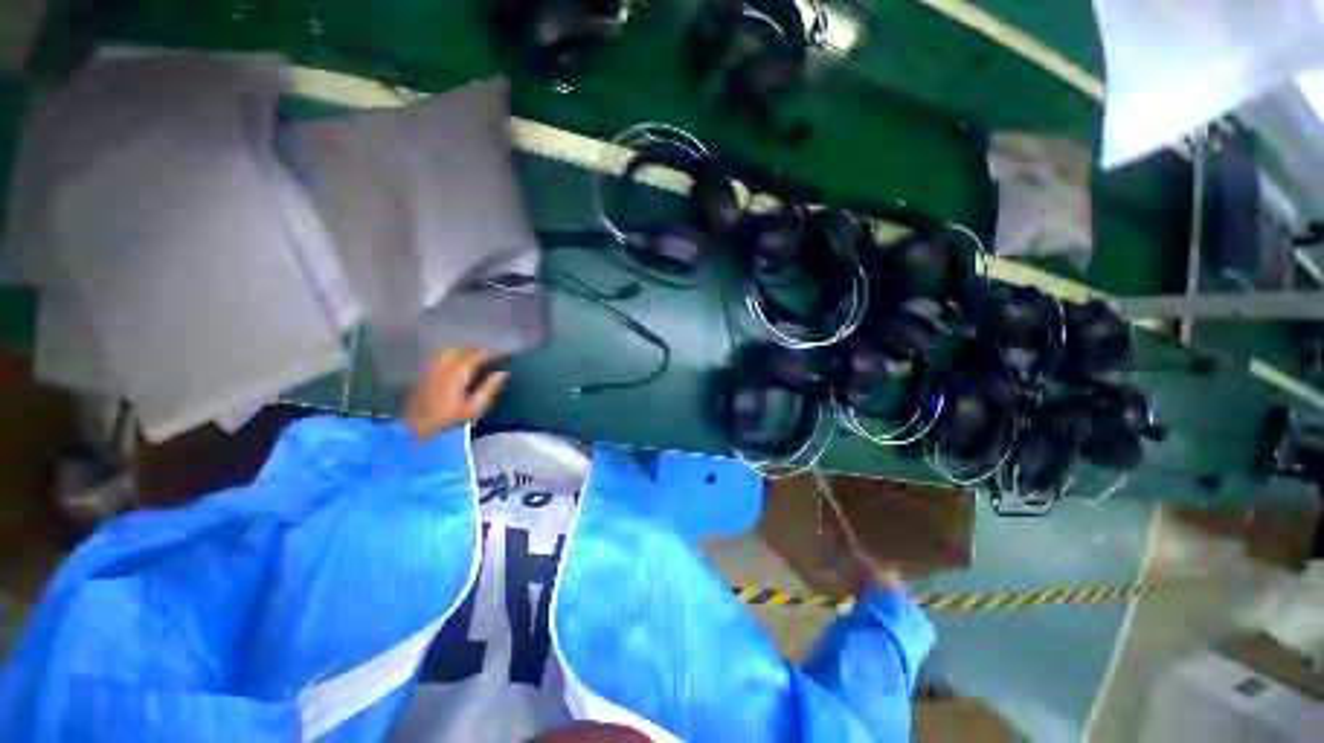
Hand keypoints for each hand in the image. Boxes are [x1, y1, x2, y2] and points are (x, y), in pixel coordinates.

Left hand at [405, 347, 508, 439]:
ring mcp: (431, 366)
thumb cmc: (449, 419)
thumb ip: (489, 388)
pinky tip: (456, 364)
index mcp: (457, 371)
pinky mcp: (423, 371)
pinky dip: (451, 355)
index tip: (502, 355)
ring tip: (474, 358)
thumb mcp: (474, 407)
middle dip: (478, 350)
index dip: (491, 353)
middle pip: (462, 349)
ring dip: (464, 351)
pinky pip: (439, 356)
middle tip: (490, 357)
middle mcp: (443, 364)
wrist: (415, 427)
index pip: (476, 354)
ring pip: (450, 350)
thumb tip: (504, 373)